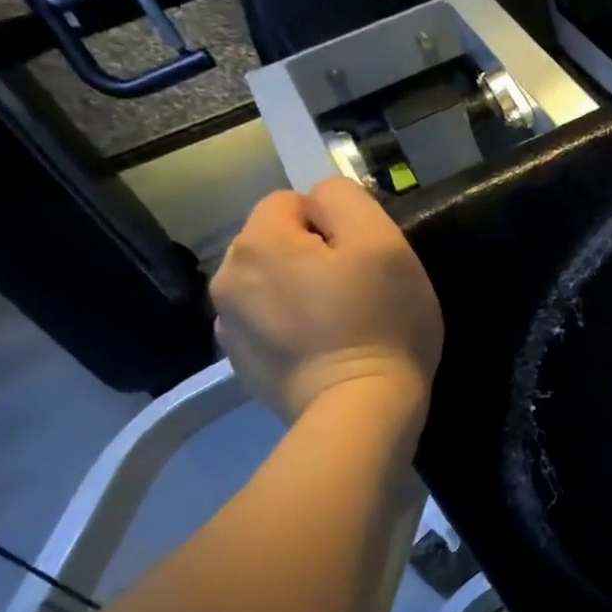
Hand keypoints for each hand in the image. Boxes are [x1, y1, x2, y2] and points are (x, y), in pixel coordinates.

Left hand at [212, 178, 442, 422]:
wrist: (360, 411)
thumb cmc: (381, 323)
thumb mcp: (384, 244)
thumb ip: (347, 200)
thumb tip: (322, 201)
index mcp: (258, 243)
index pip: (292, 201)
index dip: (335, 225)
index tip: (364, 261)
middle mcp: (227, 279)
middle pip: (277, 244)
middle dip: (312, 258)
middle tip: (358, 294)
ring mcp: (229, 327)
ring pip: (271, 286)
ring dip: (299, 294)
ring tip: (341, 326)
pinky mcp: (241, 366)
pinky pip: (268, 326)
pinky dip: (292, 331)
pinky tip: (323, 352)